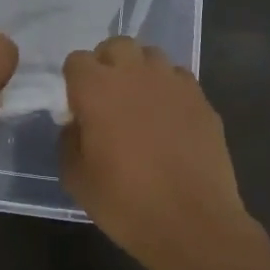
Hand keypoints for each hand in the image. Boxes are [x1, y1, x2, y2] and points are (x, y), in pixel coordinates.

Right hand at [60, 37, 253, 269]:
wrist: (193, 223)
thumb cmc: (126, 203)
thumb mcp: (76, 179)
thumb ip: (69, 140)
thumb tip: (77, 123)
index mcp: (96, 88)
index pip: (76, 60)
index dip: (74, 81)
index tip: (78, 107)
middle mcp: (134, 73)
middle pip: (116, 46)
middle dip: (108, 64)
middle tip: (108, 98)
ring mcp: (172, 82)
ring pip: (151, 56)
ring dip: (141, 71)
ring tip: (141, 103)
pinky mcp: (201, 97)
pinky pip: (179, 78)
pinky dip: (170, 89)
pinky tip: (170, 118)